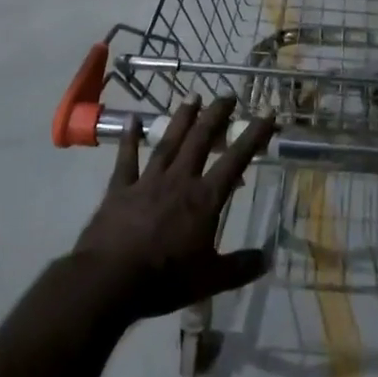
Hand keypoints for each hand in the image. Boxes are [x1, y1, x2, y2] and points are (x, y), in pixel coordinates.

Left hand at [75, 96, 275, 325]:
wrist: (110, 280)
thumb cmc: (165, 279)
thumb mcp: (211, 279)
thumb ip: (240, 267)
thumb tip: (268, 258)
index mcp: (205, 199)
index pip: (236, 160)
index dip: (254, 135)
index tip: (267, 112)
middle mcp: (179, 180)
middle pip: (201, 140)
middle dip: (216, 115)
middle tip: (227, 96)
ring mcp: (148, 180)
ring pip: (169, 141)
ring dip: (182, 118)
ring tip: (192, 96)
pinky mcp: (120, 188)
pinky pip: (127, 158)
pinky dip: (129, 138)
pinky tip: (131, 119)